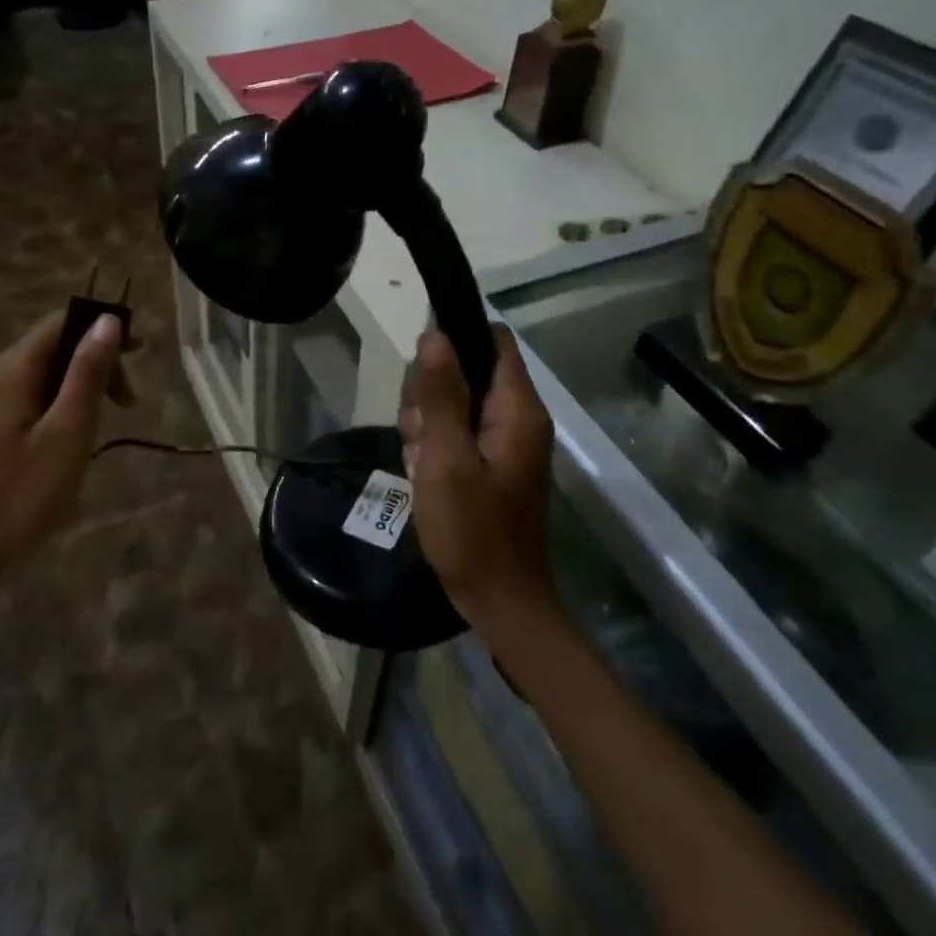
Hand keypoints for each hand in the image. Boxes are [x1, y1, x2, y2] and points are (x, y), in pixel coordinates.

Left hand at [0, 310, 130, 587]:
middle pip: (51, 349)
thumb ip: (88, 373)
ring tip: (99, 432)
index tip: (139, 357)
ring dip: (77, 392)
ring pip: (40, 378)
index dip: (102, 330)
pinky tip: (68, 448)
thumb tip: (108, 320)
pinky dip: (56, 411)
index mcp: (9, 369)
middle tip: (126, 406)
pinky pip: (26, 403)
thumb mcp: (67, 432)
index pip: (61, 323)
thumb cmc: (20, 496)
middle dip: (94, 366)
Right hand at [399, 325, 556, 624]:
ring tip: (420, 459)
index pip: (494, 340)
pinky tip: (424, 473)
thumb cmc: (472, 530)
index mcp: (517, 410)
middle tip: (418, 432)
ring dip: (428, 422)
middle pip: (469, 370)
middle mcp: (518, 418)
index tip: (422, 371)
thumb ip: (440, 395)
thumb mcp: (445, 458)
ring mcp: (506, 442)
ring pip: (457, 402)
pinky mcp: (493, 463)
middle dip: (432, 392)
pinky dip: (436, 445)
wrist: (499, 600)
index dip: (456, 340)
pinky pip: (458, 432)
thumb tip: (435, 335)